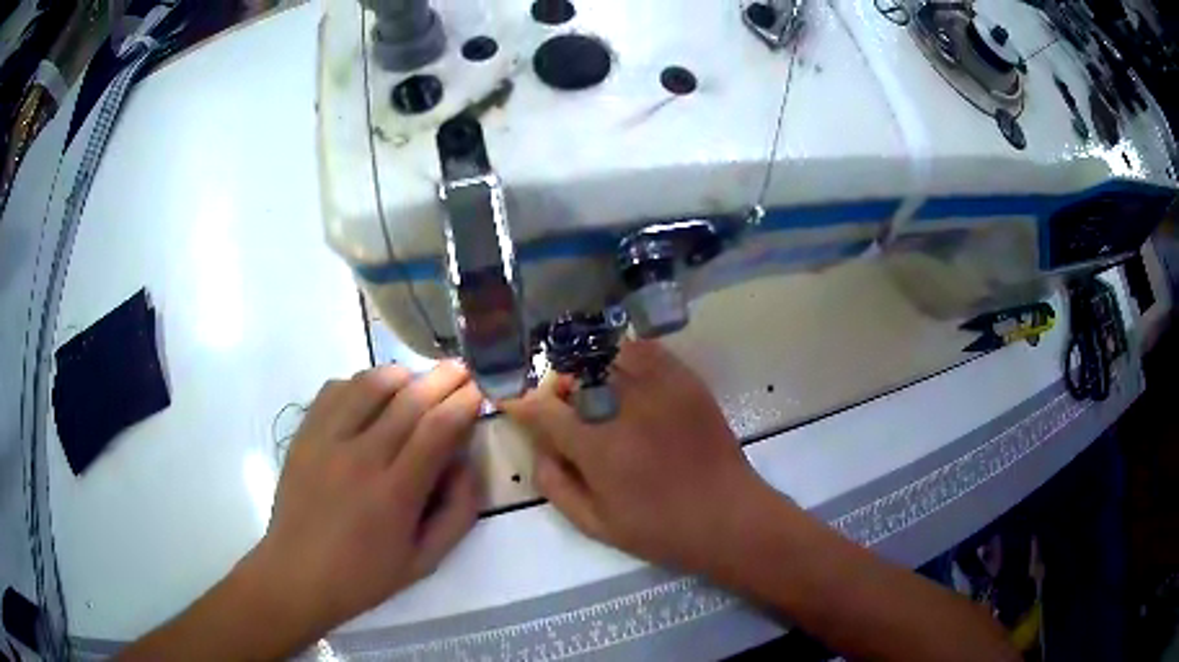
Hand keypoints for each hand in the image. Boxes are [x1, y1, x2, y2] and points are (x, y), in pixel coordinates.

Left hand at [249, 361, 483, 633]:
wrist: (297, 574)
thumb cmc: (364, 575)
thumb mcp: (425, 561)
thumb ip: (458, 513)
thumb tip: (467, 463)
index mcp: (394, 494)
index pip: (437, 429)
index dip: (464, 402)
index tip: (480, 390)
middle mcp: (360, 458)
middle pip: (409, 399)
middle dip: (443, 378)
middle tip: (462, 369)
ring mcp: (326, 440)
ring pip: (370, 383)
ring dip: (403, 375)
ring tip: (418, 381)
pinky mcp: (304, 434)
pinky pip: (335, 389)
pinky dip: (360, 383)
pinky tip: (371, 396)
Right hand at [501, 341, 770, 574]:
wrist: (728, 516)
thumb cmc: (659, 529)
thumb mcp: (595, 523)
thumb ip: (555, 483)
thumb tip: (539, 447)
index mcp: (598, 446)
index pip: (542, 409)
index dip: (520, 402)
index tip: (511, 401)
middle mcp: (625, 406)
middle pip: (573, 372)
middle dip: (557, 386)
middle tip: (562, 406)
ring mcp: (660, 387)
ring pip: (606, 354)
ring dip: (589, 368)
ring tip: (594, 390)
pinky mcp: (686, 381)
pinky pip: (645, 351)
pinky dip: (625, 357)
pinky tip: (626, 379)